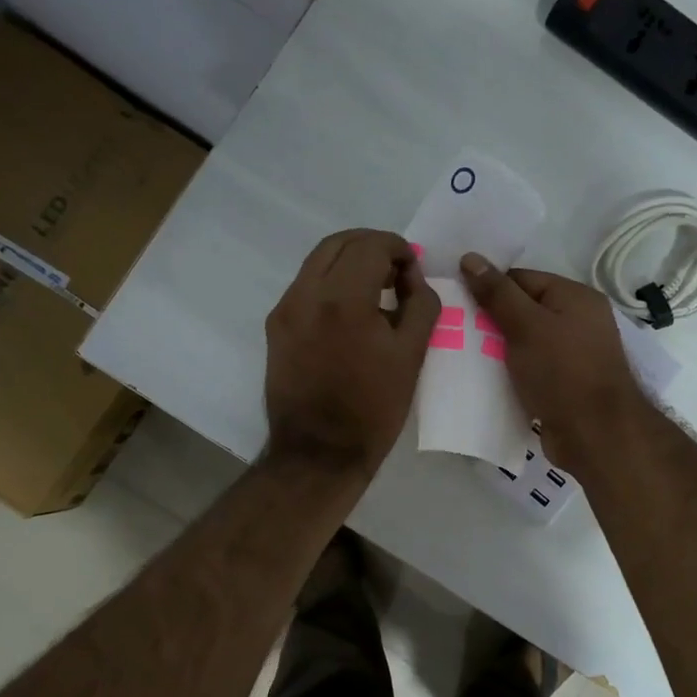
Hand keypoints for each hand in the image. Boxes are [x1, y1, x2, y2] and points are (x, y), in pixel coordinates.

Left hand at [264, 230, 439, 475]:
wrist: (318, 453)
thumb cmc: (372, 408)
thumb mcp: (411, 356)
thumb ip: (420, 304)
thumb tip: (412, 278)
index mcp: (343, 299)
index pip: (371, 245)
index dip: (399, 249)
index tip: (413, 271)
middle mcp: (305, 293)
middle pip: (339, 243)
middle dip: (372, 247)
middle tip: (397, 273)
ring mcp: (285, 309)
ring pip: (318, 261)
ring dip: (349, 262)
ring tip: (376, 291)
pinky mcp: (276, 327)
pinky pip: (305, 287)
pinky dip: (331, 284)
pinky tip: (351, 314)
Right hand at [459, 252, 646, 472]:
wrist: (595, 434)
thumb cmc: (562, 372)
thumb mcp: (525, 326)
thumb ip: (497, 293)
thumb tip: (470, 257)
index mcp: (575, 297)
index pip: (521, 279)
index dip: (490, 289)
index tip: (458, 305)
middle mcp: (579, 321)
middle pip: (524, 310)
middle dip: (491, 322)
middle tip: (456, 332)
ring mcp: (574, 355)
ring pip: (526, 342)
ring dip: (499, 350)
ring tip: (464, 356)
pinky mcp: (566, 384)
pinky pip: (532, 369)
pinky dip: (512, 372)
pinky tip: (486, 380)